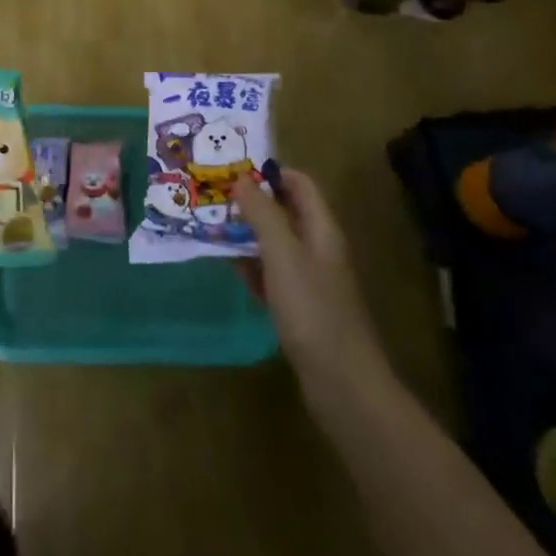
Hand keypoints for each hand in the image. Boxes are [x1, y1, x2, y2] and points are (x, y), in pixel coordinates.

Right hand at [234, 169, 385, 387]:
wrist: (342, 384)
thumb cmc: (312, 309)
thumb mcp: (283, 254)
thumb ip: (262, 213)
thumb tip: (241, 179)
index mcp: (321, 229)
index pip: (300, 183)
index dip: (270, 172)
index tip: (234, 171)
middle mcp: (318, 248)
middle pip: (286, 211)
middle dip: (253, 202)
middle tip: (215, 197)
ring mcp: (311, 280)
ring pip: (276, 243)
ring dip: (248, 233)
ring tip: (213, 227)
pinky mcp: (301, 308)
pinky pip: (272, 275)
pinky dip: (253, 267)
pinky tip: (230, 268)